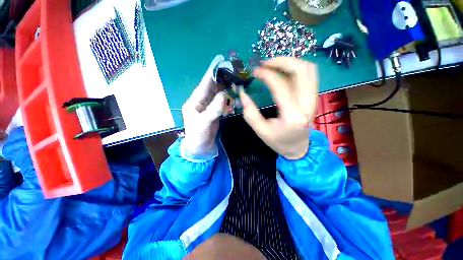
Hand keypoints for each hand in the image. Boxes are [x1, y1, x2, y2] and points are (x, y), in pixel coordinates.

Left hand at [181, 55, 227, 156]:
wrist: (200, 148)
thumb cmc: (197, 136)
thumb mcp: (203, 123)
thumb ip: (213, 109)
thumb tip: (223, 95)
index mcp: (194, 102)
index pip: (204, 85)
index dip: (211, 74)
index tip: (219, 62)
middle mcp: (202, 102)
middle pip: (213, 88)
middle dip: (222, 81)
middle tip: (233, 73)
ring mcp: (210, 107)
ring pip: (219, 96)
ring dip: (227, 92)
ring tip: (236, 88)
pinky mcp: (216, 113)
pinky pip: (223, 104)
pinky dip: (229, 103)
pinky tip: (233, 104)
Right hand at [239, 57, 317, 159]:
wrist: (298, 148)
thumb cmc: (278, 142)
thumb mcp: (261, 131)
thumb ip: (250, 113)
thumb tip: (243, 93)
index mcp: (292, 115)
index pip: (281, 85)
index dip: (267, 74)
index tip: (255, 72)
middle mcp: (307, 104)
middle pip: (301, 70)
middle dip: (281, 61)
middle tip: (265, 64)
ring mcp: (314, 99)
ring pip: (308, 69)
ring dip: (290, 62)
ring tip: (273, 66)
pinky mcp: (314, 98)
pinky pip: (310, 75)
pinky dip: (296, 68)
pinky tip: (284, 72)